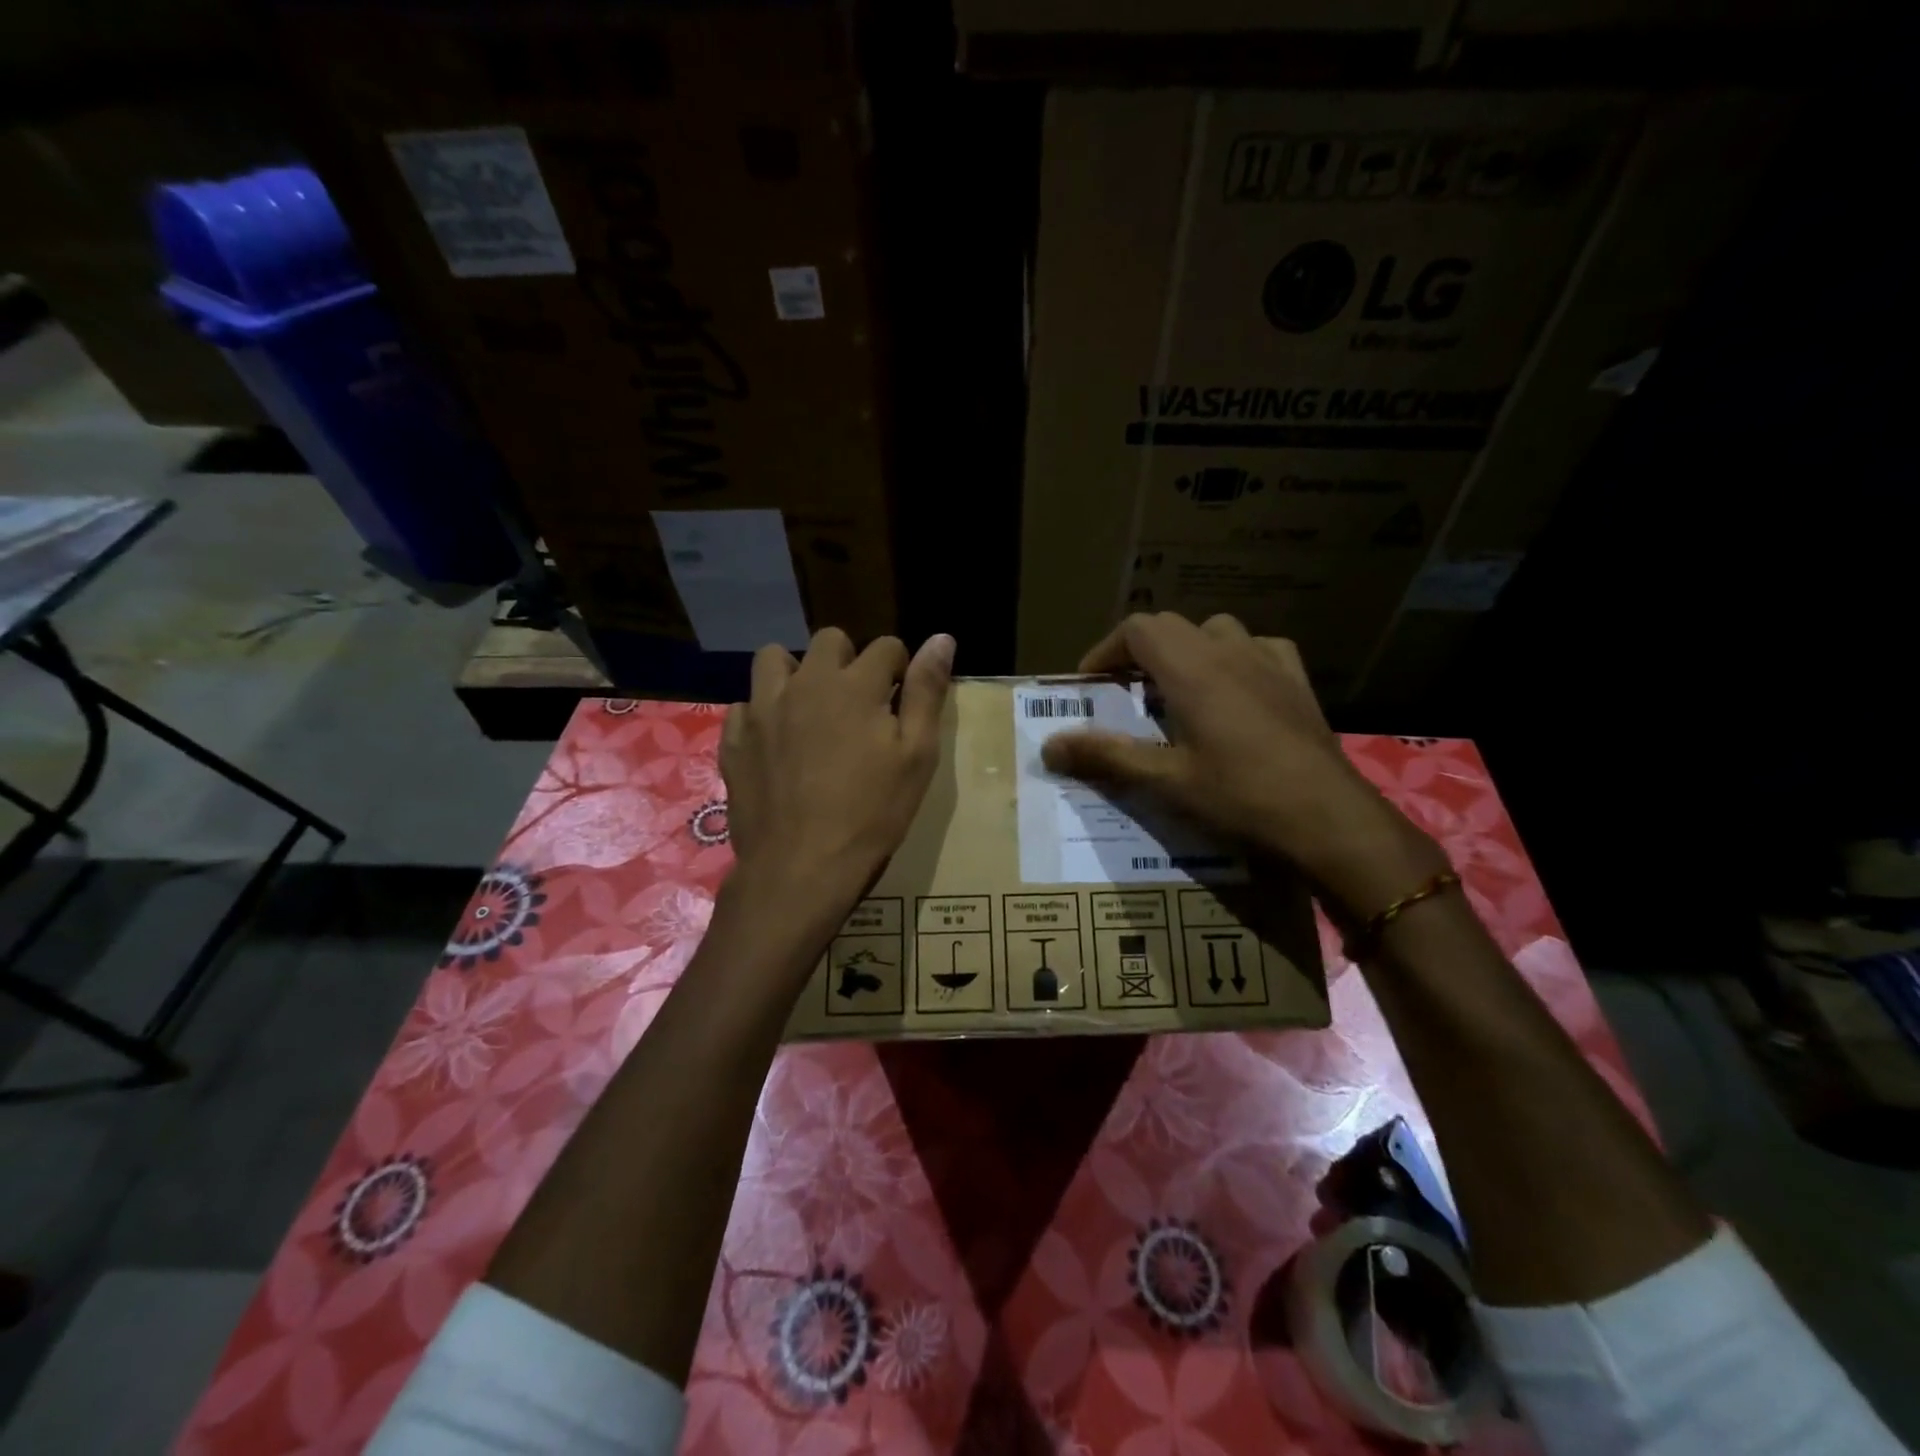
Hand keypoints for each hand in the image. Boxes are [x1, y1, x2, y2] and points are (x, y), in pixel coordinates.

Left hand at [721, 628, 954, 927]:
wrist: (801, 867)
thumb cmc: (871, 813)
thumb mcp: (917, 755)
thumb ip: (926, 692)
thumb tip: (941, 638)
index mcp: (854, 685)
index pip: (886, 647)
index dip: (899, 669)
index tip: (899, 700)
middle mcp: (805, 682)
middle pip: (829, 641)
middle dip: (849, 661)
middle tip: (858, 705)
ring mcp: (762, 709)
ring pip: (775, 659)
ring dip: (797, 673)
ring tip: (810, 709)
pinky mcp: (734, 738)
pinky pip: (745, 704)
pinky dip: (763, 713)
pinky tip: (776, 743)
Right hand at [1040, 613, 1442, 918]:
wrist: (1329, 820)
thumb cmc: (1240, 798)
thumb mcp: (1165, 782)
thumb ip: (1105, 757)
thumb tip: (1048, 746)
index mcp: (1192, 669)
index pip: (1137, 629)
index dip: (1105, 651)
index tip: (1090, 685)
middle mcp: (1229, 651)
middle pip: (1171, 626)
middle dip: (1138, 653)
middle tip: (1123, 694)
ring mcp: (1269, 661)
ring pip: (1215, 631)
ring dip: (1185, 652)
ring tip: (1175, 691)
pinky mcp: (1298, 681)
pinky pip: (1258, 649)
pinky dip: (1233, 658)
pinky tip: (1234, 691)